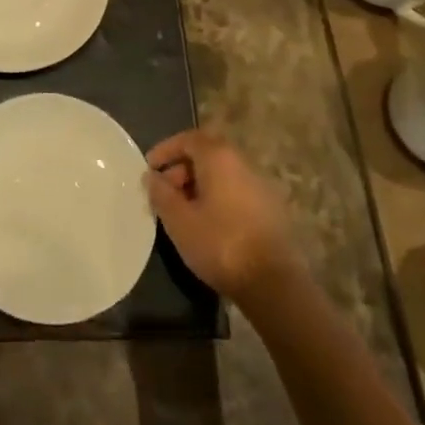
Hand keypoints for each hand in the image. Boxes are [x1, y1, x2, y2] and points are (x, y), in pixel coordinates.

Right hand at [145, 131, 300, 303]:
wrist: (275, 285)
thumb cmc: (220, 244)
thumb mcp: (179, 221)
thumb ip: (161, 194)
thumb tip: (152, 177)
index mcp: (219, 158)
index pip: (188, 139)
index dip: (166, 150)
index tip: (150, 169)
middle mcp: (243, 164)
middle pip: (206, 155)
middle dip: (180, 170)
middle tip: (164, 194)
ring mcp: (261, 187)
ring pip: (222, 175)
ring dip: (198, 186)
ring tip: (182, 213)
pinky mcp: (271, 211)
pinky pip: (236, 193)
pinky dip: (217, 199)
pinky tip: (207, 226)